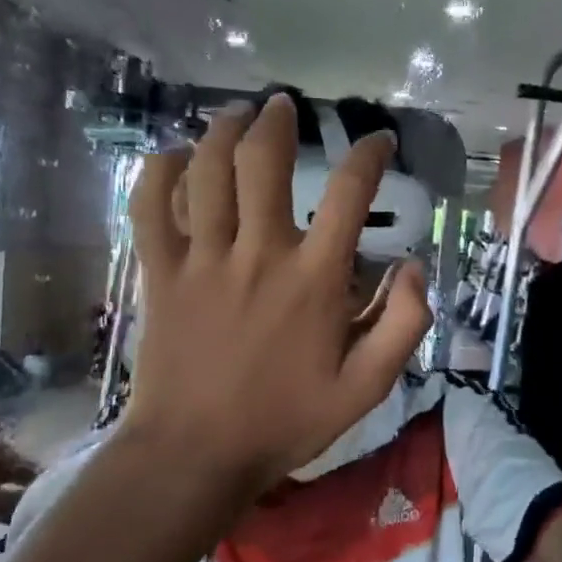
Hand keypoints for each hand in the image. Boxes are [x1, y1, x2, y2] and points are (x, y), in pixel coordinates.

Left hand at [122, 93, 432, 494]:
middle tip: (287, 105)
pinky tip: (172, 155)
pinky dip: (157, 172)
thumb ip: (403, 324)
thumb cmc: (285, 421)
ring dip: (222, 131)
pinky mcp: (159, 274)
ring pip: (206, 171)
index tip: (380, 140)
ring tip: (237, 113)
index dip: (369, 154)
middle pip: (263, 161)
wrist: (196, 456)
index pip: (349, 193)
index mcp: (313, 279)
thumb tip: (412, 265)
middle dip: (278, 122)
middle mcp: (258, 254)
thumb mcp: (367, 387)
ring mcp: (202, 260)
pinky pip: (148, 207)